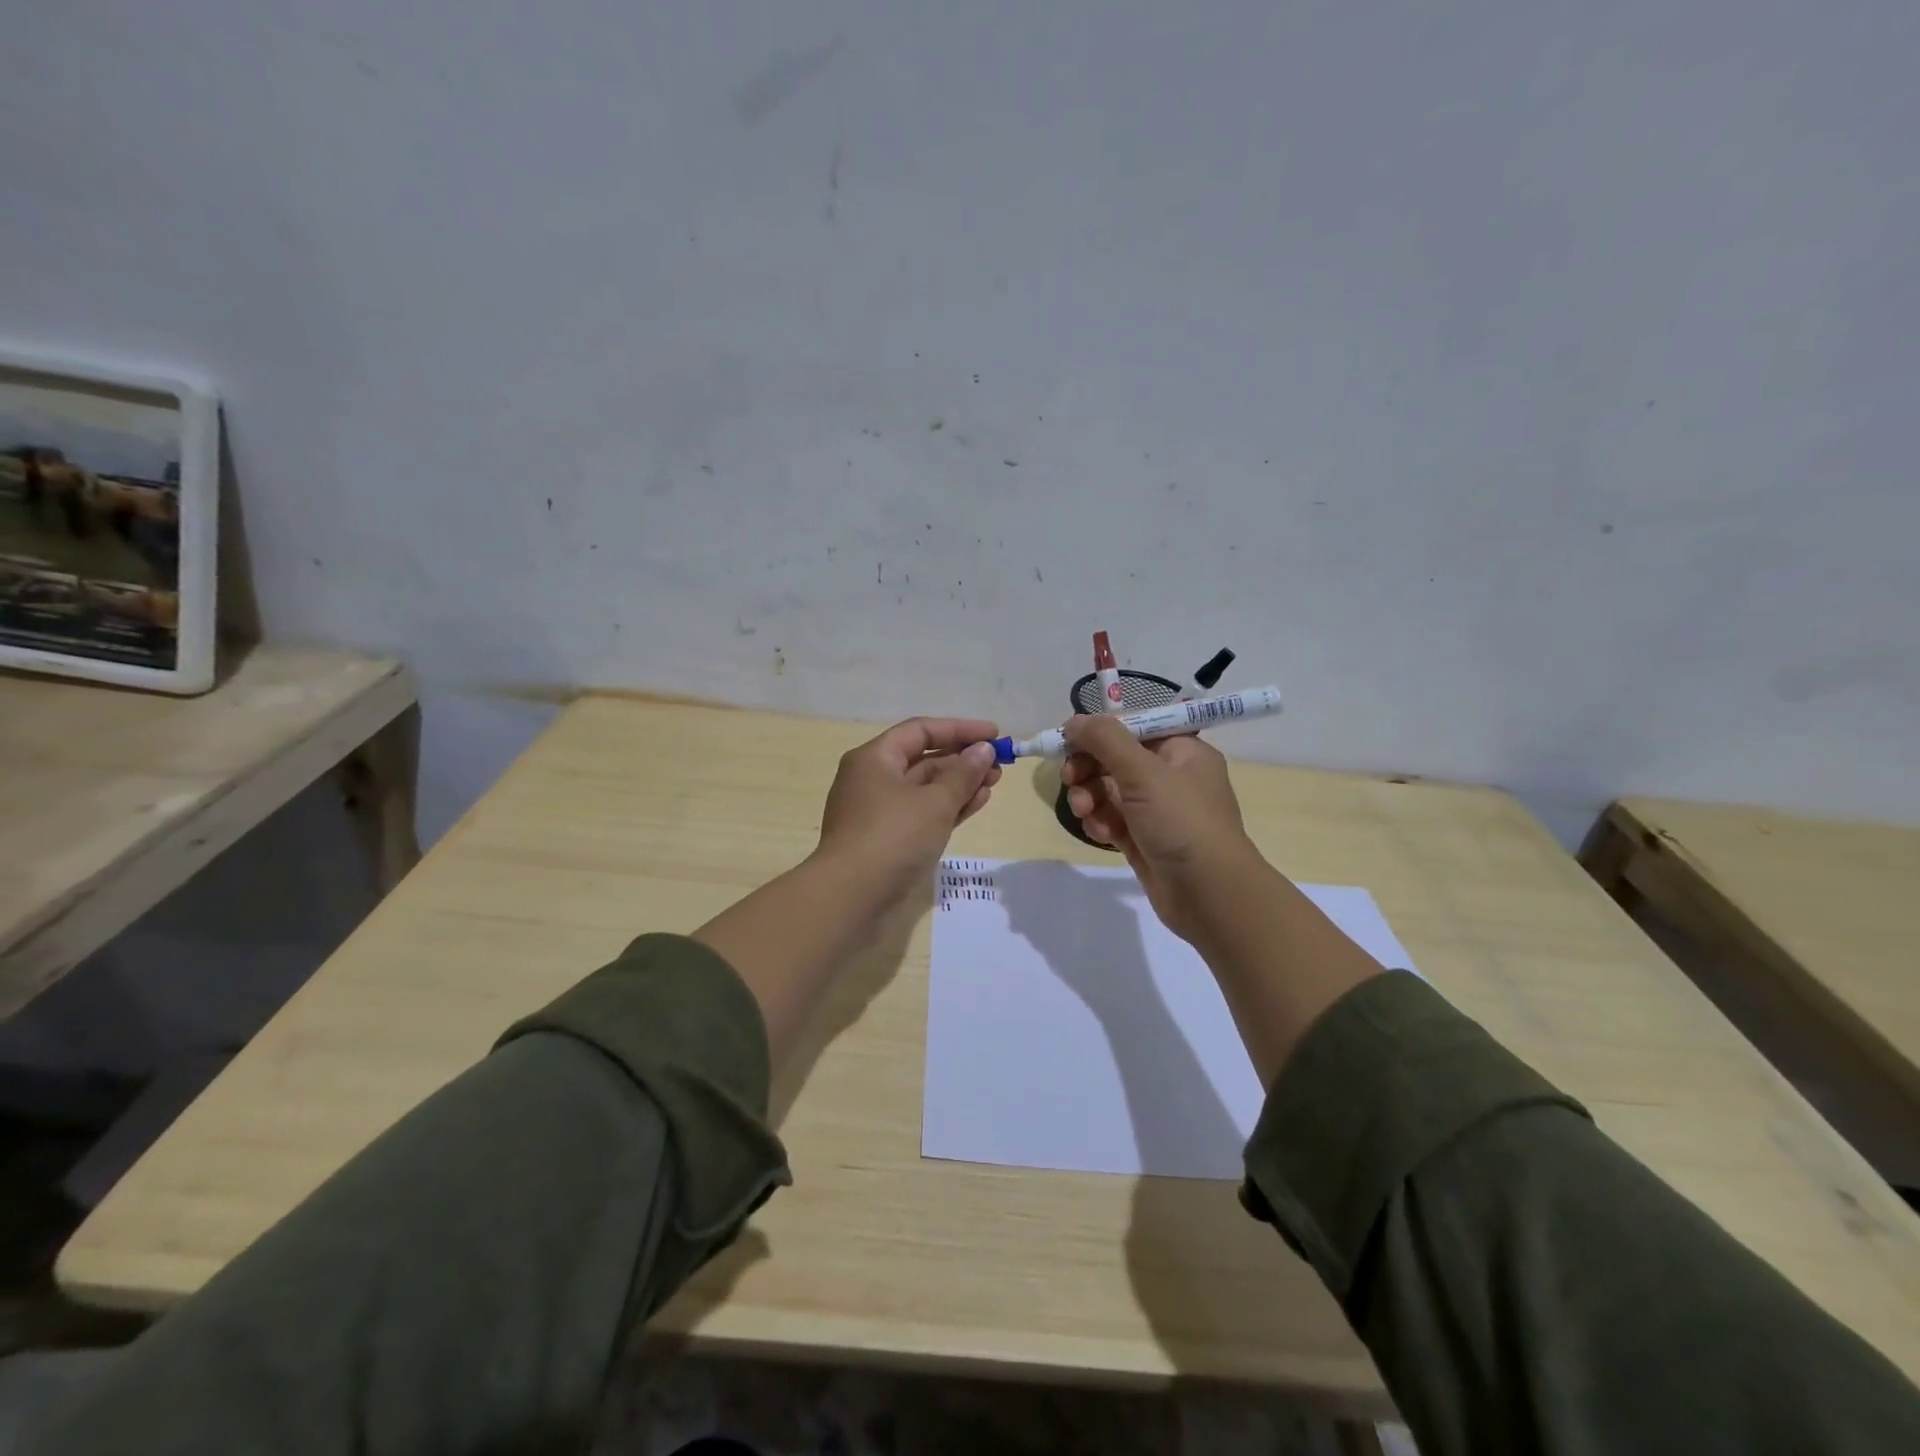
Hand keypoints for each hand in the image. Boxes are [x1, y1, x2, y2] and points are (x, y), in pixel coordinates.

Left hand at [817, 717, 1002, 902]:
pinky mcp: (887, 840)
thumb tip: (983, 750)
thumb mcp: (935, 802)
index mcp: (874, 758)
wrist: (851, 898)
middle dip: (962, 759)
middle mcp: (873, 779)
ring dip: (959, 784)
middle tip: (1000, 764)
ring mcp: (878, 812)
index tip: (994, 735)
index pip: (920, 730)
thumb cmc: (892, 837)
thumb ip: (963, 774)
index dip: (959, 729)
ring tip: (994, 784)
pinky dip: (948, 807)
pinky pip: (922, 813)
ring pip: (925, 789)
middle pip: (923, 759)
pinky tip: (977, 804)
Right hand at [1060, 714, 1257, 942]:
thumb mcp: (1144, 772)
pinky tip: (1099, 834)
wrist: (1210, 895)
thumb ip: (1105, 740)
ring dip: (1089, 796)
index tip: (1069, 741)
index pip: (1134, 727)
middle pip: (1116, 759)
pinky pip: (1112, 820)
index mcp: (1182, 751)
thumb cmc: (1182, 822)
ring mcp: (1157, 811)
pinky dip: (1100, 822)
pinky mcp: (1144, 840)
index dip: (1100, 732)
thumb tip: (1074, 721)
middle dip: (1089, 767)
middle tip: (1070, 778)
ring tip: (1084, 811)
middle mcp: (1171, 777)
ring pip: (1109, 791)